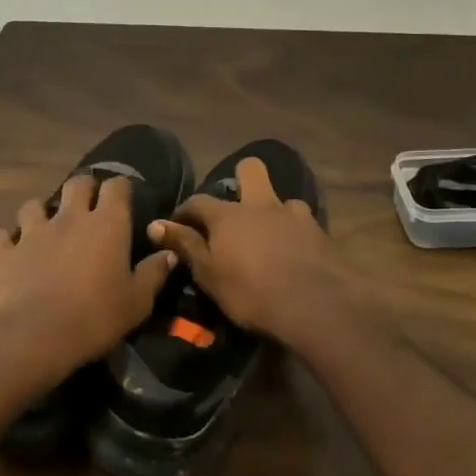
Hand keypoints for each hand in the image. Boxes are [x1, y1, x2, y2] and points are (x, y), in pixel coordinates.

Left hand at [0, 174, 176, 397]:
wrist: (34, 335)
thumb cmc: (95, 317)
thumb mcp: (137, 302)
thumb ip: (154, 273)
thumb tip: (170, 253)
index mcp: (107, 224)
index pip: (117, 186)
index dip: (120, 187)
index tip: (124, 197)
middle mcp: (70, 217)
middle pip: (76, 184)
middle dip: (83, 189)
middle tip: (87, 206)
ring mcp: (33, 231)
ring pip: (34, 204)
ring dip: (40, 212)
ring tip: (45, 227)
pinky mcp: (5, 251)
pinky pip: (0, 235)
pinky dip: (5, 240)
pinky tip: (9, 250)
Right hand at [149, 158, 349, 350]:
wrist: (314, 306)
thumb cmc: (251, 293)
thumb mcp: (208, 275)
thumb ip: (184, 245)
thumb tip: (155, 224)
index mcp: (228, 215)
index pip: (198, 201)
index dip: (185, 211)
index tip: (178, 225)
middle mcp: (260, 205)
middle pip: (250, 169)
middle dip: (241, 177)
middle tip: (235, 207)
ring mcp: (293, 215)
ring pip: (281, 198)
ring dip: (273, 211)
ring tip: (269, 234)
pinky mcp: (319, 232)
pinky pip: (303, 222)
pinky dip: (295, 231)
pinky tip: (294, 250)